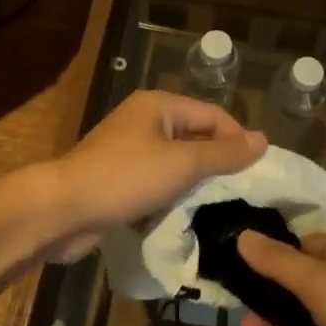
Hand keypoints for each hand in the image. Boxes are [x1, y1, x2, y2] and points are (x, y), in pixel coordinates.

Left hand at [43, 91, 265, 261]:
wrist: (61, 210)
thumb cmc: (125, 178)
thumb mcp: (182, 163)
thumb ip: (224, 153)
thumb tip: (263, 140)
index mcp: (159, 106)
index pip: (213, 115)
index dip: (238, 139)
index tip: (258, 172)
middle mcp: (144, 122)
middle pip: (194, 138)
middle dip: (217, 164)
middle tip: (243, 193)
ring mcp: (129, 152)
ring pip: (175, 165)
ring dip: (194, 185)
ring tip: (220, 209)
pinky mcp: (119, 180)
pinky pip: (156, 185)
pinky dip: (171, 199)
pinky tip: (185, 220)